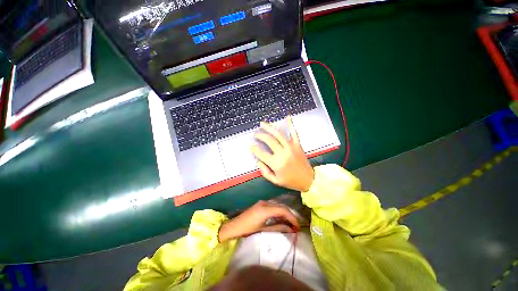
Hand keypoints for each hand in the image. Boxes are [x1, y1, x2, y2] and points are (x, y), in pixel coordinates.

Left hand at [218, 200, 298, 241]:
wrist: (234, 226)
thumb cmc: (247, 230)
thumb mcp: (263, 230)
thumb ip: (278, 228)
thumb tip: (291, 229)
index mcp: (265, 209)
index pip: (283, 210)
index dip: (292, 218)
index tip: (298, 226)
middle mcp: (265, 203)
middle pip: (281, 206)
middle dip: (290, 215)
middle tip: (296, 225)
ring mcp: (263, 202)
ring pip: (278, 205)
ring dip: (285, 213)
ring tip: (291, 223)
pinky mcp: (261, 204)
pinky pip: (273, 206)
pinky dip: (279, 211)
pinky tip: (282, 218)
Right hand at [251, 118, 314, 191]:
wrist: (308, 180)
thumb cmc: (291, 181)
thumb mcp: (275, 181)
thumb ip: (265, 171)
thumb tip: (258, 161)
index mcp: (276, 163)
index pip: (261, 153)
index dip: (254, 149)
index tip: (251, 146)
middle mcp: (282, 153)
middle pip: (269, 140)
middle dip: (260, 136)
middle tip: (255, 134)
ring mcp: (291, 147)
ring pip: (278, 134)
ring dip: (269, 128)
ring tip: (262, 124)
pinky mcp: (297, 145)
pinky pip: (294, 133)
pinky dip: (291, 125)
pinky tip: (287, 117)